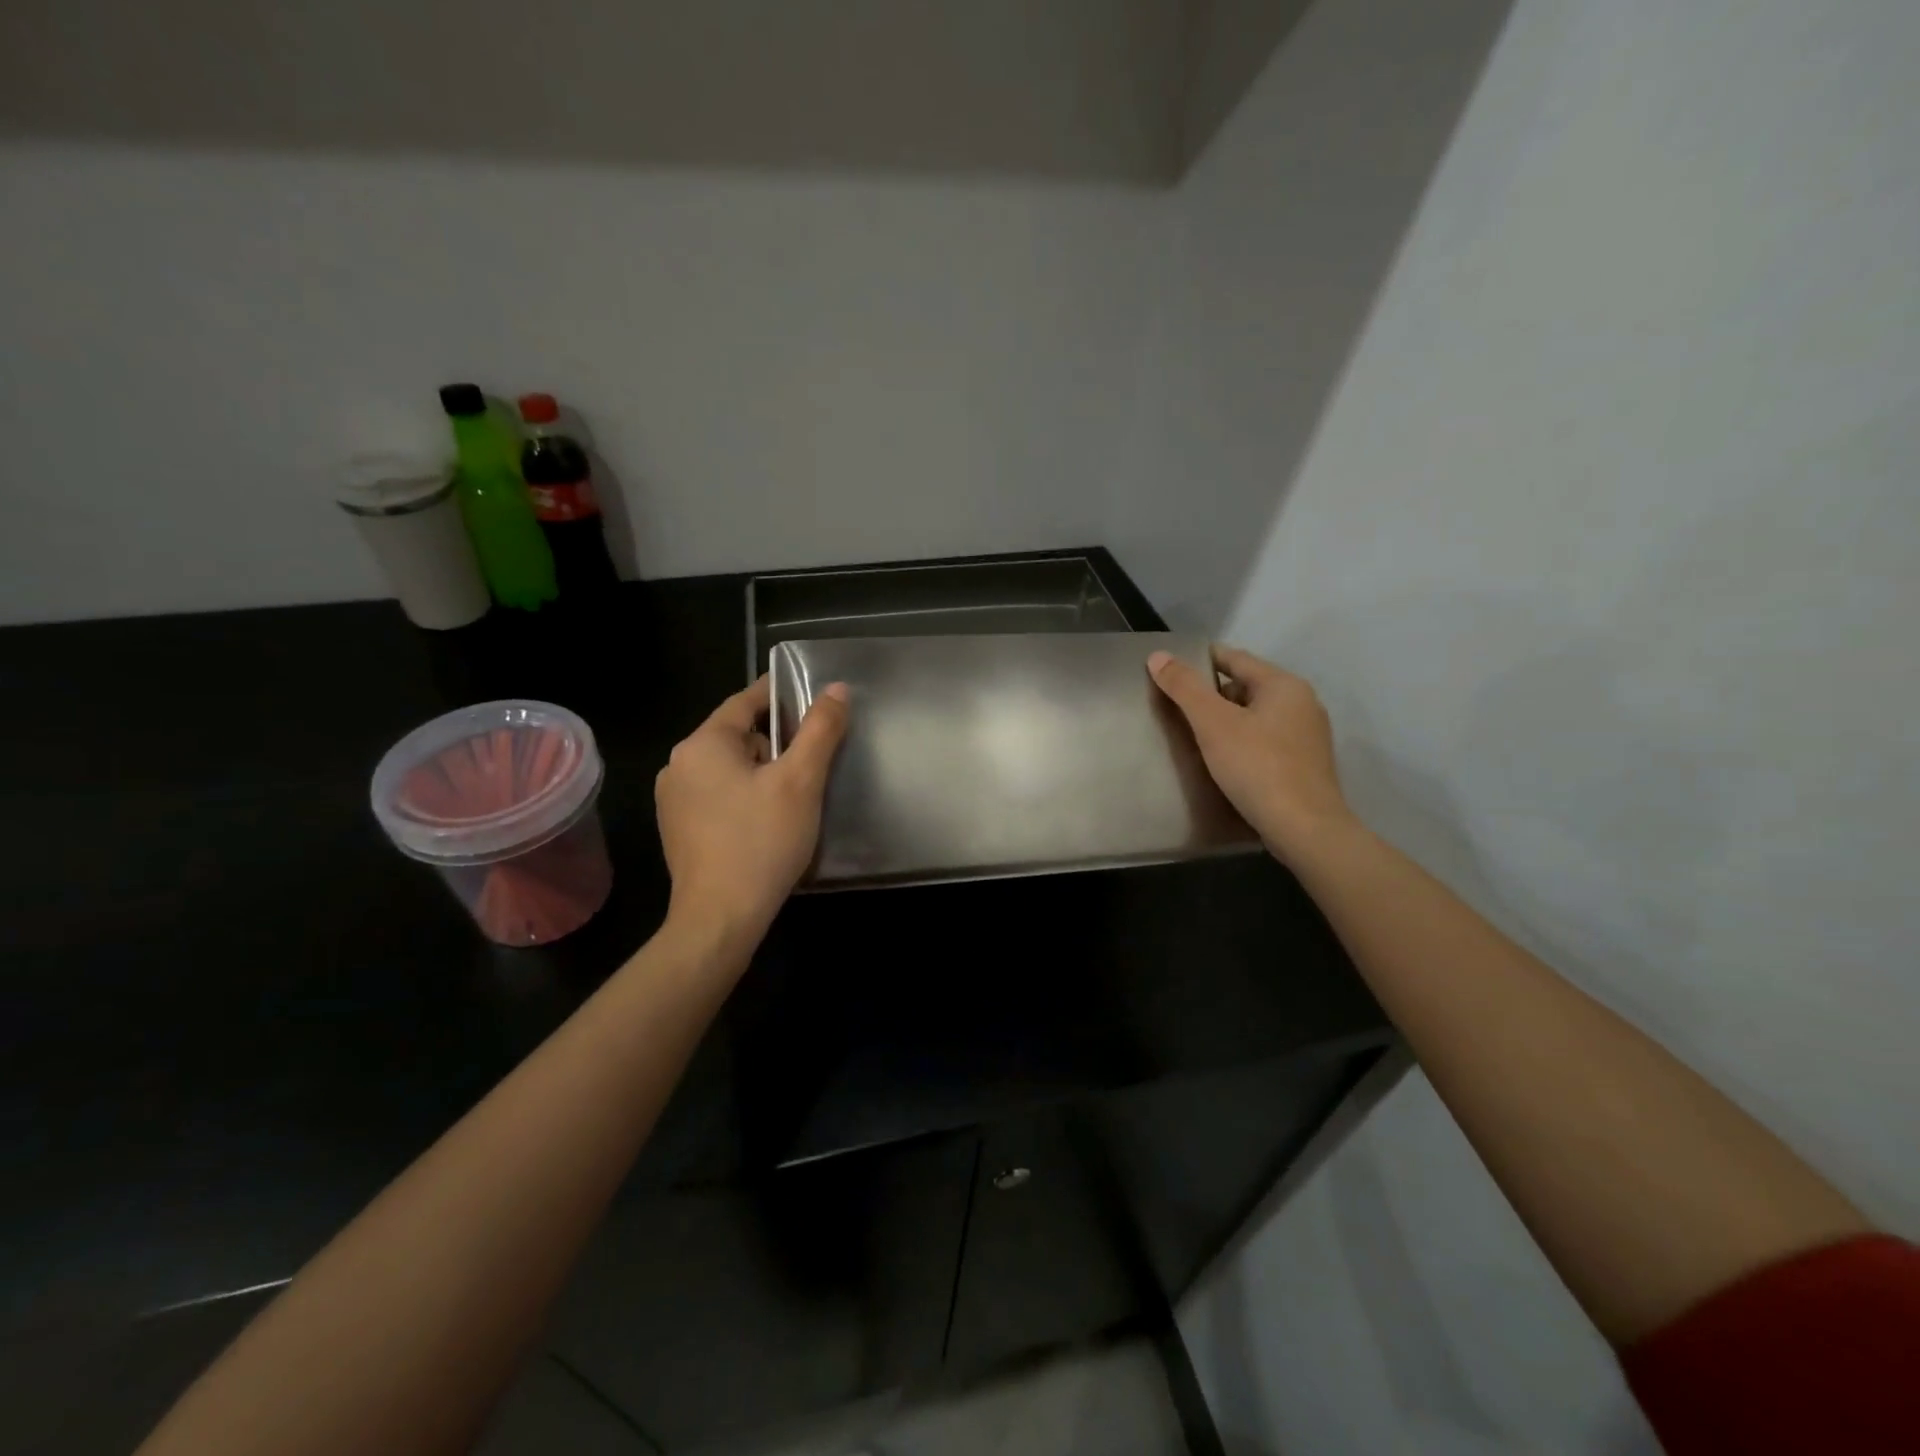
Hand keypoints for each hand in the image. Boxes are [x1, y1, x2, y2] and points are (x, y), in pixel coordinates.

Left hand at [655, 675, 848, 945]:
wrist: (721, 918)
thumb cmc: (762, 841)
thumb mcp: (800, 781)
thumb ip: (820, 730)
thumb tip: (836, 689)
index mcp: (702, 744)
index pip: (745, 701)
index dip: (780, 694)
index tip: (811, 695)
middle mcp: (678, 765)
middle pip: (737, 736)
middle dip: (775, 741)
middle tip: (814, 756)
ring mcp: (674, 801)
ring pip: (728, 769)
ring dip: (761, 771)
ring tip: (797, 792)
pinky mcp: (679, 830)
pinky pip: (718, 796)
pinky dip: (745, 796)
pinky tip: (768, 820)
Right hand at [1147, 645, 1355, 863]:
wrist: (1304, 829)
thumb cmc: (1257, 767)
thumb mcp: (1213, 723)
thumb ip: (1184, 688)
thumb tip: (1158, 656)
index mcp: (1283, 685)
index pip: (1235, 658)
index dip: (1201, 659)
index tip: (1172, 668)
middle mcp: (1302, 703)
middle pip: (1246, 686)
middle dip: (1212, 695)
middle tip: (1179, 710)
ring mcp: (1308, 735)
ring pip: (1256, 716)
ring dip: (1228, 721)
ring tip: (1197, 738)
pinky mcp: (1306, 764)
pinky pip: (1266, 740)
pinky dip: (1243, 742)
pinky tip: (1225, 762)